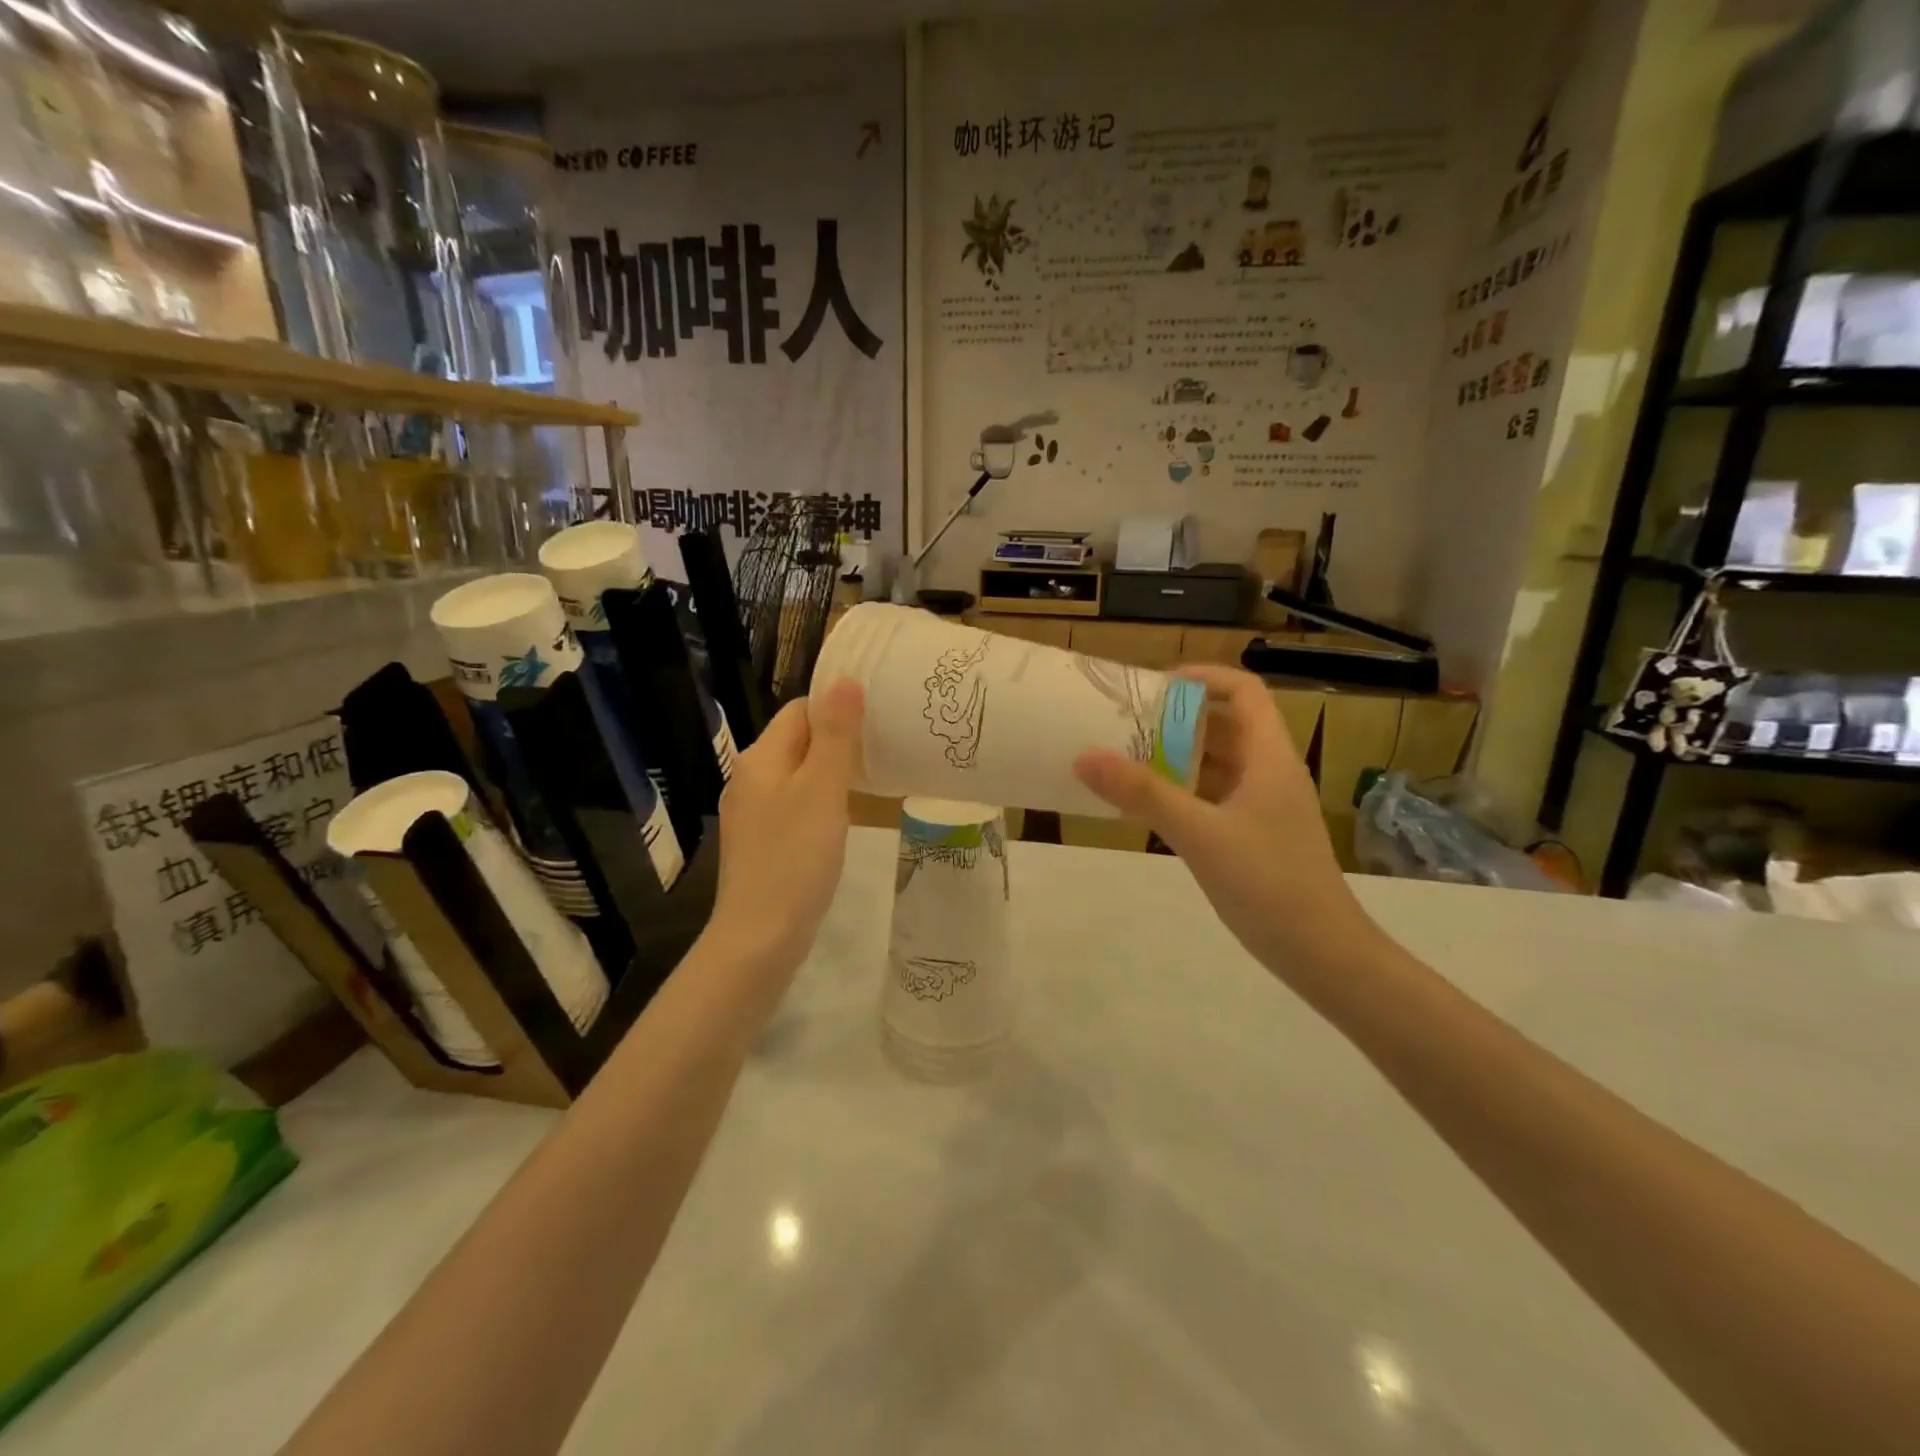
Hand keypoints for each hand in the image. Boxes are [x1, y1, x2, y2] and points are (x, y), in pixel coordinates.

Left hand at [710, 678, 864, 977]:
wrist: (760, 936)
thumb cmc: (796, 858)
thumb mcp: (822, 790)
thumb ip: (835, 735)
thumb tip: (844, 680)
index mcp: (760, 758)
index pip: (800, 710)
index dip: (837, 708)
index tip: (877, 719)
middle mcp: (748, 778)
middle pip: (796, 740)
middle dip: (836, 739)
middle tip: (882, 749)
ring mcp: (750, 813)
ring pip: (796, 775)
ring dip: (828, 772)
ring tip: (869, 780)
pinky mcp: (759, 842)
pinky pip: (792, 805)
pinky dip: (817, 801)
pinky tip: (840, 819)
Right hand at [1073, 665, 1380, 979]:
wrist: (1323, 955)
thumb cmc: (1269, 883)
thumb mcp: (1199, 834)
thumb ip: (1143, 794)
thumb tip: (1084, 756)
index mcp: (1269, 757)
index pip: (1243, 690)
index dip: (1203, 677)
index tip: (1154, 686)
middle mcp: (1270, 772)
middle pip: (1226, 724)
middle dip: (1178, 718)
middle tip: (1127, 723)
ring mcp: (1264, 806)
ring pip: (1219, 763)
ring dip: (1178, 756)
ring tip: (1128, 759)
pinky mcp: (1255, 836)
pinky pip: (1215, 797)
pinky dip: (1184, 792)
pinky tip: (1149, 807)